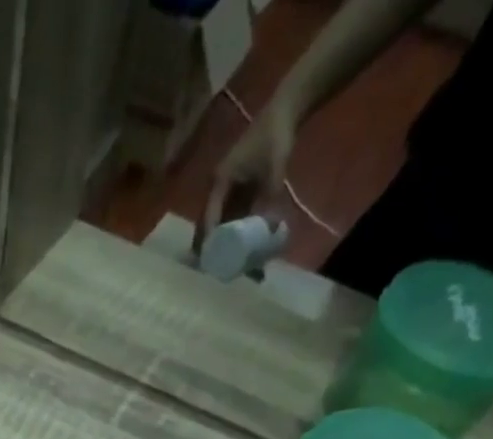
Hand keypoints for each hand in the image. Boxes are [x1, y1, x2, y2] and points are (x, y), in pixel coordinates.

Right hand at [201, 93, 294, 248]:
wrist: (284, 112)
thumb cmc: (275, 137)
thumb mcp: (274, 169)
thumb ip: (270, 198)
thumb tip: (270, 230)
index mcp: (220, 182)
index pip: (209, 217)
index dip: (209, 241)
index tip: (209, 263)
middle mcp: (218, 188)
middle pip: (208, 223)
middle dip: (210, 246)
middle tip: (213, 271)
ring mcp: (226, 190)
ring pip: (218, 222)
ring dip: (221, 241)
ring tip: (223, 263)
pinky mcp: (236, 191)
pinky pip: (230, 216)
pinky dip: (232, 231)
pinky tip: (237, 247)